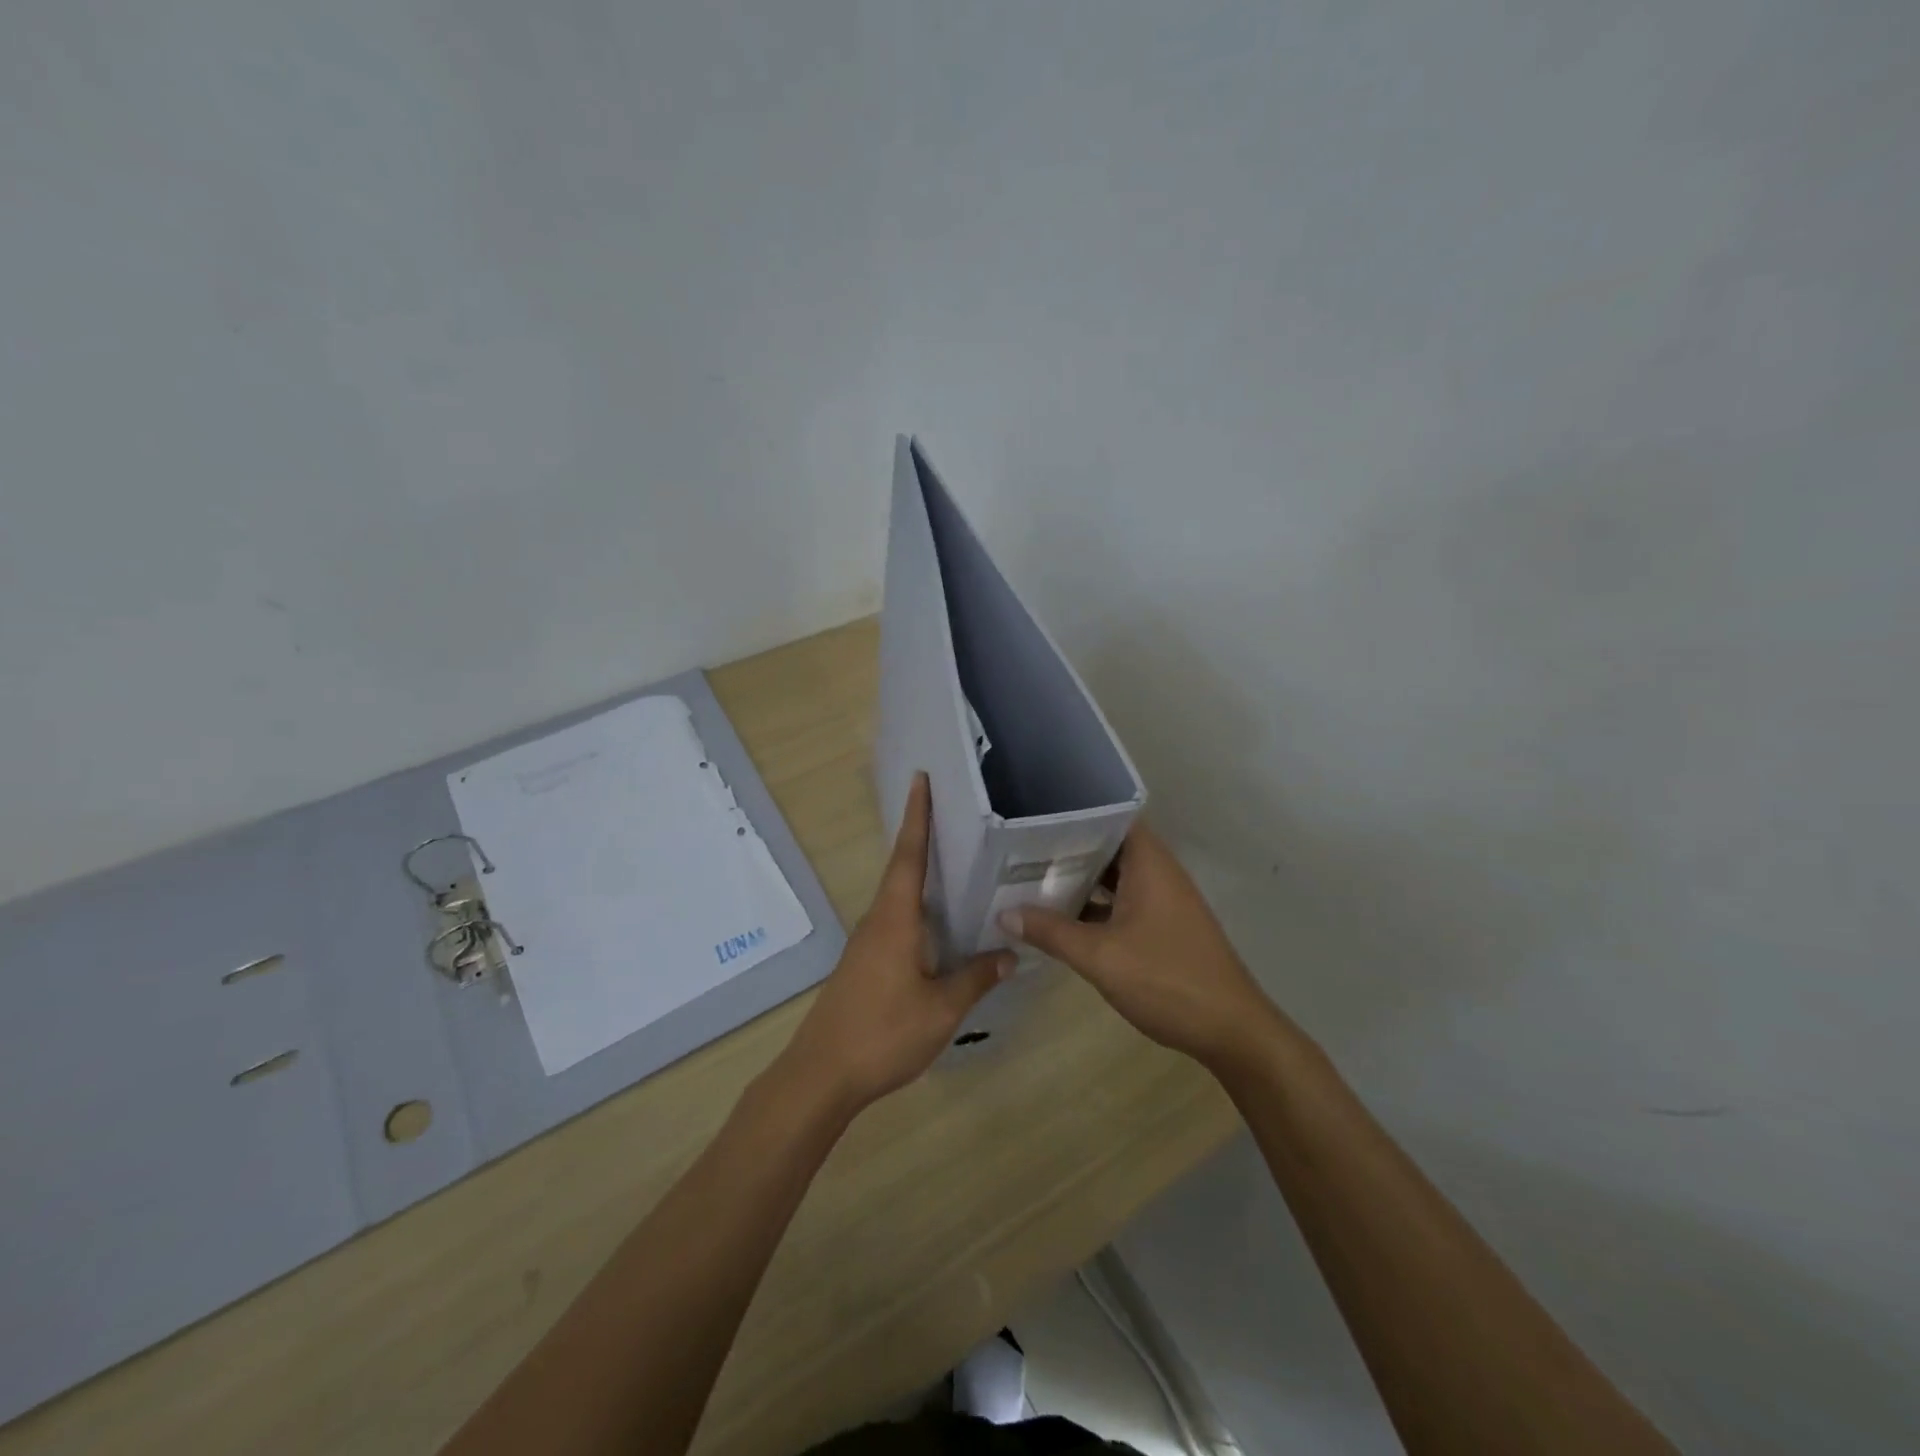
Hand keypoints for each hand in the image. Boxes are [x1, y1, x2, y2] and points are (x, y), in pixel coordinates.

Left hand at [779, 773, 1011, 1116]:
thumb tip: (1009, 953)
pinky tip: (938, 926)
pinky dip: (917, 909)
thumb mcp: (941, 1009)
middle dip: (922, 838)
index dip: (917, 817)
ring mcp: (867, 943)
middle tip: (952, 815)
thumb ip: (975, 978)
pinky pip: (896, 921)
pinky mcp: (864, 964)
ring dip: (920, 875)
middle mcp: (877, 921)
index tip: (920, 780)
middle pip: (902, 869)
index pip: (908, 855)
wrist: (821, 1074)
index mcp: (895, 919)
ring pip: (898, 898)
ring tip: (954, 863)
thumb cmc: (883, 1033)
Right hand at [999, 822, 1282, 1071]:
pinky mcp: (1164, 926)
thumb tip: (1004, 912)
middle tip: (1021, 849)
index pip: (1110, 817)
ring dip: (1080, 879)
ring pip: (1115, 876)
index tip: (1034, 816)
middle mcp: (1158, 872)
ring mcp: (1163, 900)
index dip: (1074, 813)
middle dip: (1068, 848)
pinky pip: (1123, 901)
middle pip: (1109, 846)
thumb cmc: (1167, 980)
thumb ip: (1051, 932)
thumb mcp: (1100, 956)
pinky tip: (1063, 919)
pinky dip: (1096, 905)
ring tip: (1032, 878)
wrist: (1231, 1030)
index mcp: (1149, 863)